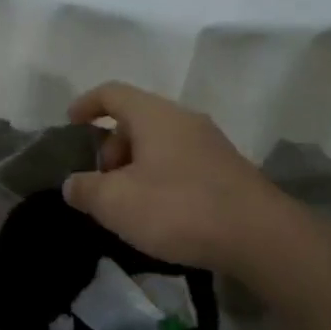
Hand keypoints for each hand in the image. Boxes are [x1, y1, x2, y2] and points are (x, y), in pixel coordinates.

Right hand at [62, 83, 330, 283]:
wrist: (260, 237)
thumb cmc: (178, 208)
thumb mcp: (116, 203)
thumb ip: (85, 189)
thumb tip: (73, 184)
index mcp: (154, 115)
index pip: (112, 93)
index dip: (86, 104)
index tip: (70, 125)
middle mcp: (183, 119)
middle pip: (135, 120)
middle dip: (110, 147)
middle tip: (101, 184)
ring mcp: (209, 144)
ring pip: (159, 144)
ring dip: (135, 167)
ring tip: (128, 204)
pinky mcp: (227, 170)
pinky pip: (180, 163)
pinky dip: (160, 178)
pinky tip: (160, 214)